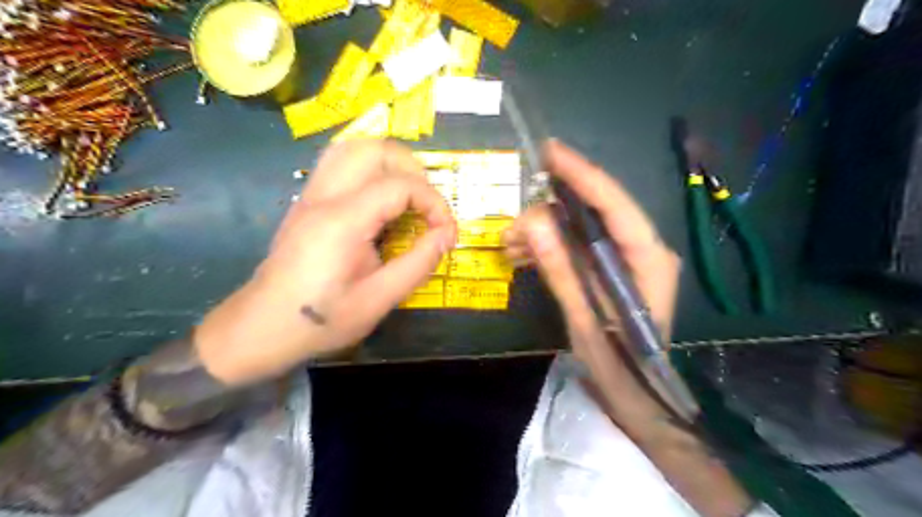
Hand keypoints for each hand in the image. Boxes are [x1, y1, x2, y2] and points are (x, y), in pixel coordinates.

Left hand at [192, 140, 456, 385]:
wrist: (263, 328)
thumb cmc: (322, 320)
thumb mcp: (379, 300)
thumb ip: (418, 263)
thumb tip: (447, 235)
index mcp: (343, 221)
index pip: (400, 186)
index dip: (434, 203)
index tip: (446, 232)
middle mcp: (324, 197)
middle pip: (375, 150)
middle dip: (414, 171)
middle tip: (428, 206)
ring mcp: (311, 195)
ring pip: (353, 147)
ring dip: (389, 162)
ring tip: (409, 194)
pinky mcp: (307, 201)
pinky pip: (340, 162)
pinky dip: (369, 167)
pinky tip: (381, 197)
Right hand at [502, 140, 679, 423]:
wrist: (635, 396)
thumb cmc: (619, 365)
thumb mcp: (585, 320)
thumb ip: (561, 270)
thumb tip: (533, 223)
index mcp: (647, 258)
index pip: (614, 203)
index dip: (581, 174)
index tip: (549, 151)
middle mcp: (641, 249)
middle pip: (593, 212)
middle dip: (548, 214)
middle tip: (511, 230)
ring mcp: (625, 259)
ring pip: (579, 228)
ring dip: (543, 232)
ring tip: (510, 247)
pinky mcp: (609, 269)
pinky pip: (576, 245)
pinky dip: (548, 247)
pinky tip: (522, 256)